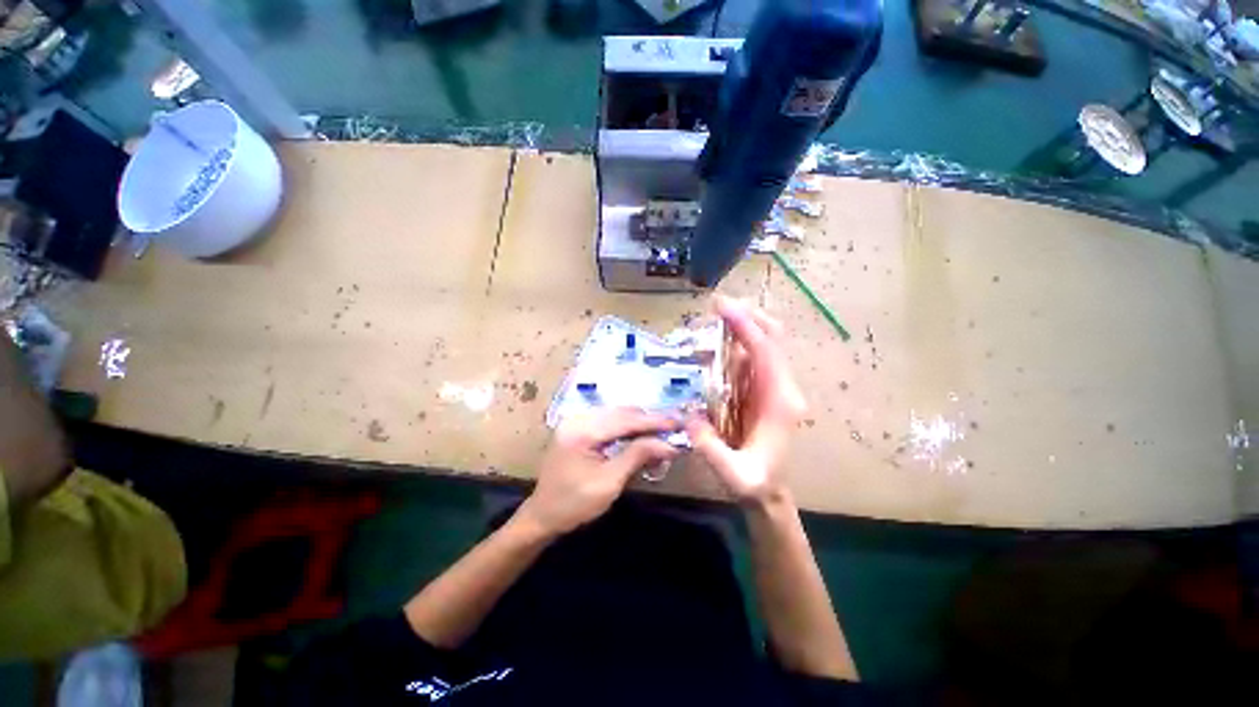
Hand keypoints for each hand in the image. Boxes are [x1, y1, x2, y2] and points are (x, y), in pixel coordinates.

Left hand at [517, 407, 679, 536]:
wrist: (542, 516)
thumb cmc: (574, 504)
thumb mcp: (609, 483)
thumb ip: (638, 456)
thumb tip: (669, 444)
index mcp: (582, 431)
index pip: (625, 420)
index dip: (654, 421)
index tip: (679, 423)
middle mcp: (578, 418)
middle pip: (622, 413)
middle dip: (648, 421)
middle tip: (672, 430)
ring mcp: (576, 421)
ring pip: (617, 415)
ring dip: (639, 424)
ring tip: (659, 435)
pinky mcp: (578, 428)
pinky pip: (608, 421)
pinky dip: (627, 428)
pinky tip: (639, 438)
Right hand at [686, 296, 806, 505]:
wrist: (770, 493)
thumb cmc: (754, 485)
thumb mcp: (734, 475)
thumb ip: (711, 448)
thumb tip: (690, 416)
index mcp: (781, 402)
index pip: (766, 352)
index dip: (746, 326)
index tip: (722, 306)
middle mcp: (783, 388)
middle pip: (774, 338)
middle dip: (749, 316)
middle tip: (718, 305)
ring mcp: (776, 387)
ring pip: (766, 343)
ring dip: (744, 325)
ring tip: (715, 317)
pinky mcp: (765, 390)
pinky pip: (754, 357)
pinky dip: (739, 342)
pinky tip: (718, 340)